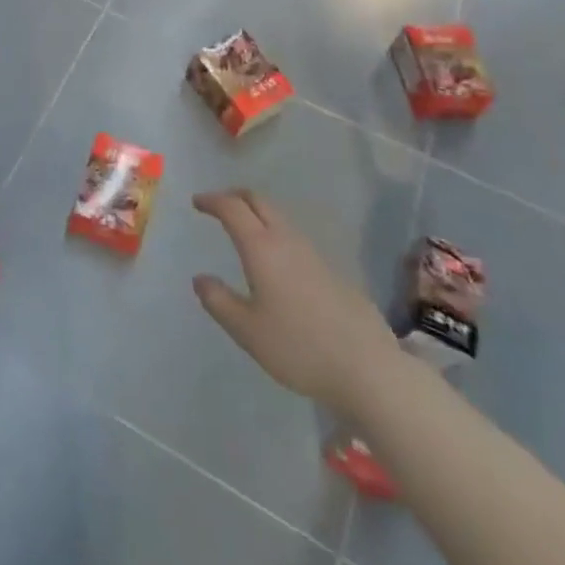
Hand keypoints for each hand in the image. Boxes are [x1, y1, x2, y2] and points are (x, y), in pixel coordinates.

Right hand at [191, 188, 401, 420]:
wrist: (367, 368)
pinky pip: (294, 237)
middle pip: (258, 201)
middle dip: (235, 196)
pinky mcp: (331, 270)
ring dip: (257, 213)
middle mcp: (287, 240)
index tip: (197, 202)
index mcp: (261, 248)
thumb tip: (201, 278)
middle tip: (218, 206)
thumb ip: (218, 301)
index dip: (212, 200)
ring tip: (243, 230)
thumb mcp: (247, 331)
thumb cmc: (298, 347)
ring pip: (279, 217)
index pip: (232, 208)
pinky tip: (275, 260)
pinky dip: (275, 233)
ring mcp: (313, 253)